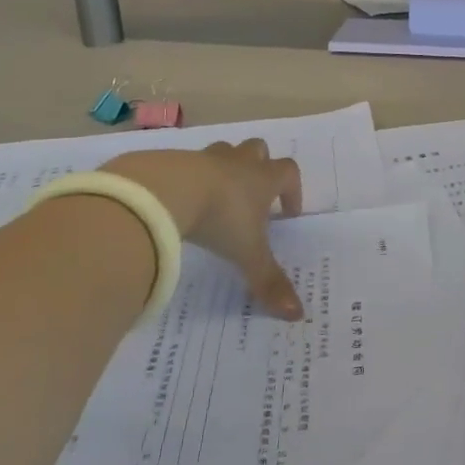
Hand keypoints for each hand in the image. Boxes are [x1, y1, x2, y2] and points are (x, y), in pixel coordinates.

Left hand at [101, 141, 304, 318]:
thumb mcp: (247, 253)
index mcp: (262, 179)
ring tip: (217, 196)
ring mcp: (204, 158)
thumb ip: (268, 281)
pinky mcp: (172, 162)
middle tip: (254, 194)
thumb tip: (298, 314)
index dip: (293, 190)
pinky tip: (180, 201)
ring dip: (225, 168)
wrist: (166, 190)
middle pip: (258, 150)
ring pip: (223, 152)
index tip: (289, 213)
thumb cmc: (220, 217)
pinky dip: (189, 178)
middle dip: (260, 166)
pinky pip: (187, 164)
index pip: (289, 172)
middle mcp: (238, 163)